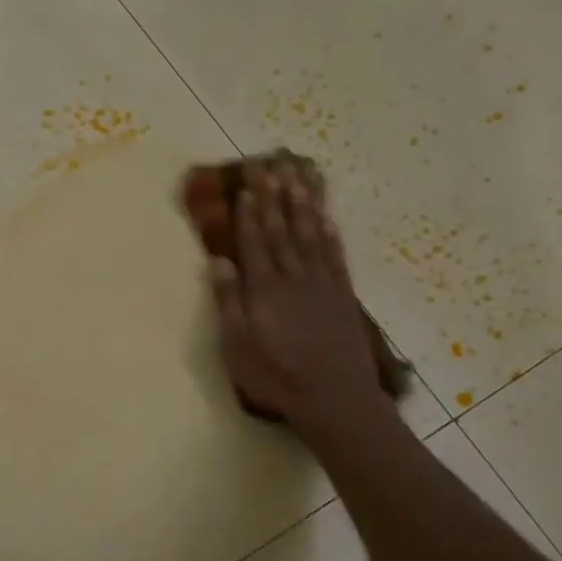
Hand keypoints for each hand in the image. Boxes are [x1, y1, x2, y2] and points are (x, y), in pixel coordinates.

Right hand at [208, 164, 394, 438]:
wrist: (334, 398)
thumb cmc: (276, 376)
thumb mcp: (237, 345)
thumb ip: (229, 301)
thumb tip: (219, 260)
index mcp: (264, 288)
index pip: (254, 241)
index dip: (249, 212)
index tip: (246, 184)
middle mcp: (293, 276)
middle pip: (281, 228)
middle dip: (274, 194)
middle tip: (270, 162)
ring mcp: (322, 283)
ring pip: (310, 232)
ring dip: (303, 201)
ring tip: (298, 173)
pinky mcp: (342, 294)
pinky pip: (335, 252)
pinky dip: (329, 230)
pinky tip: (326, 214)